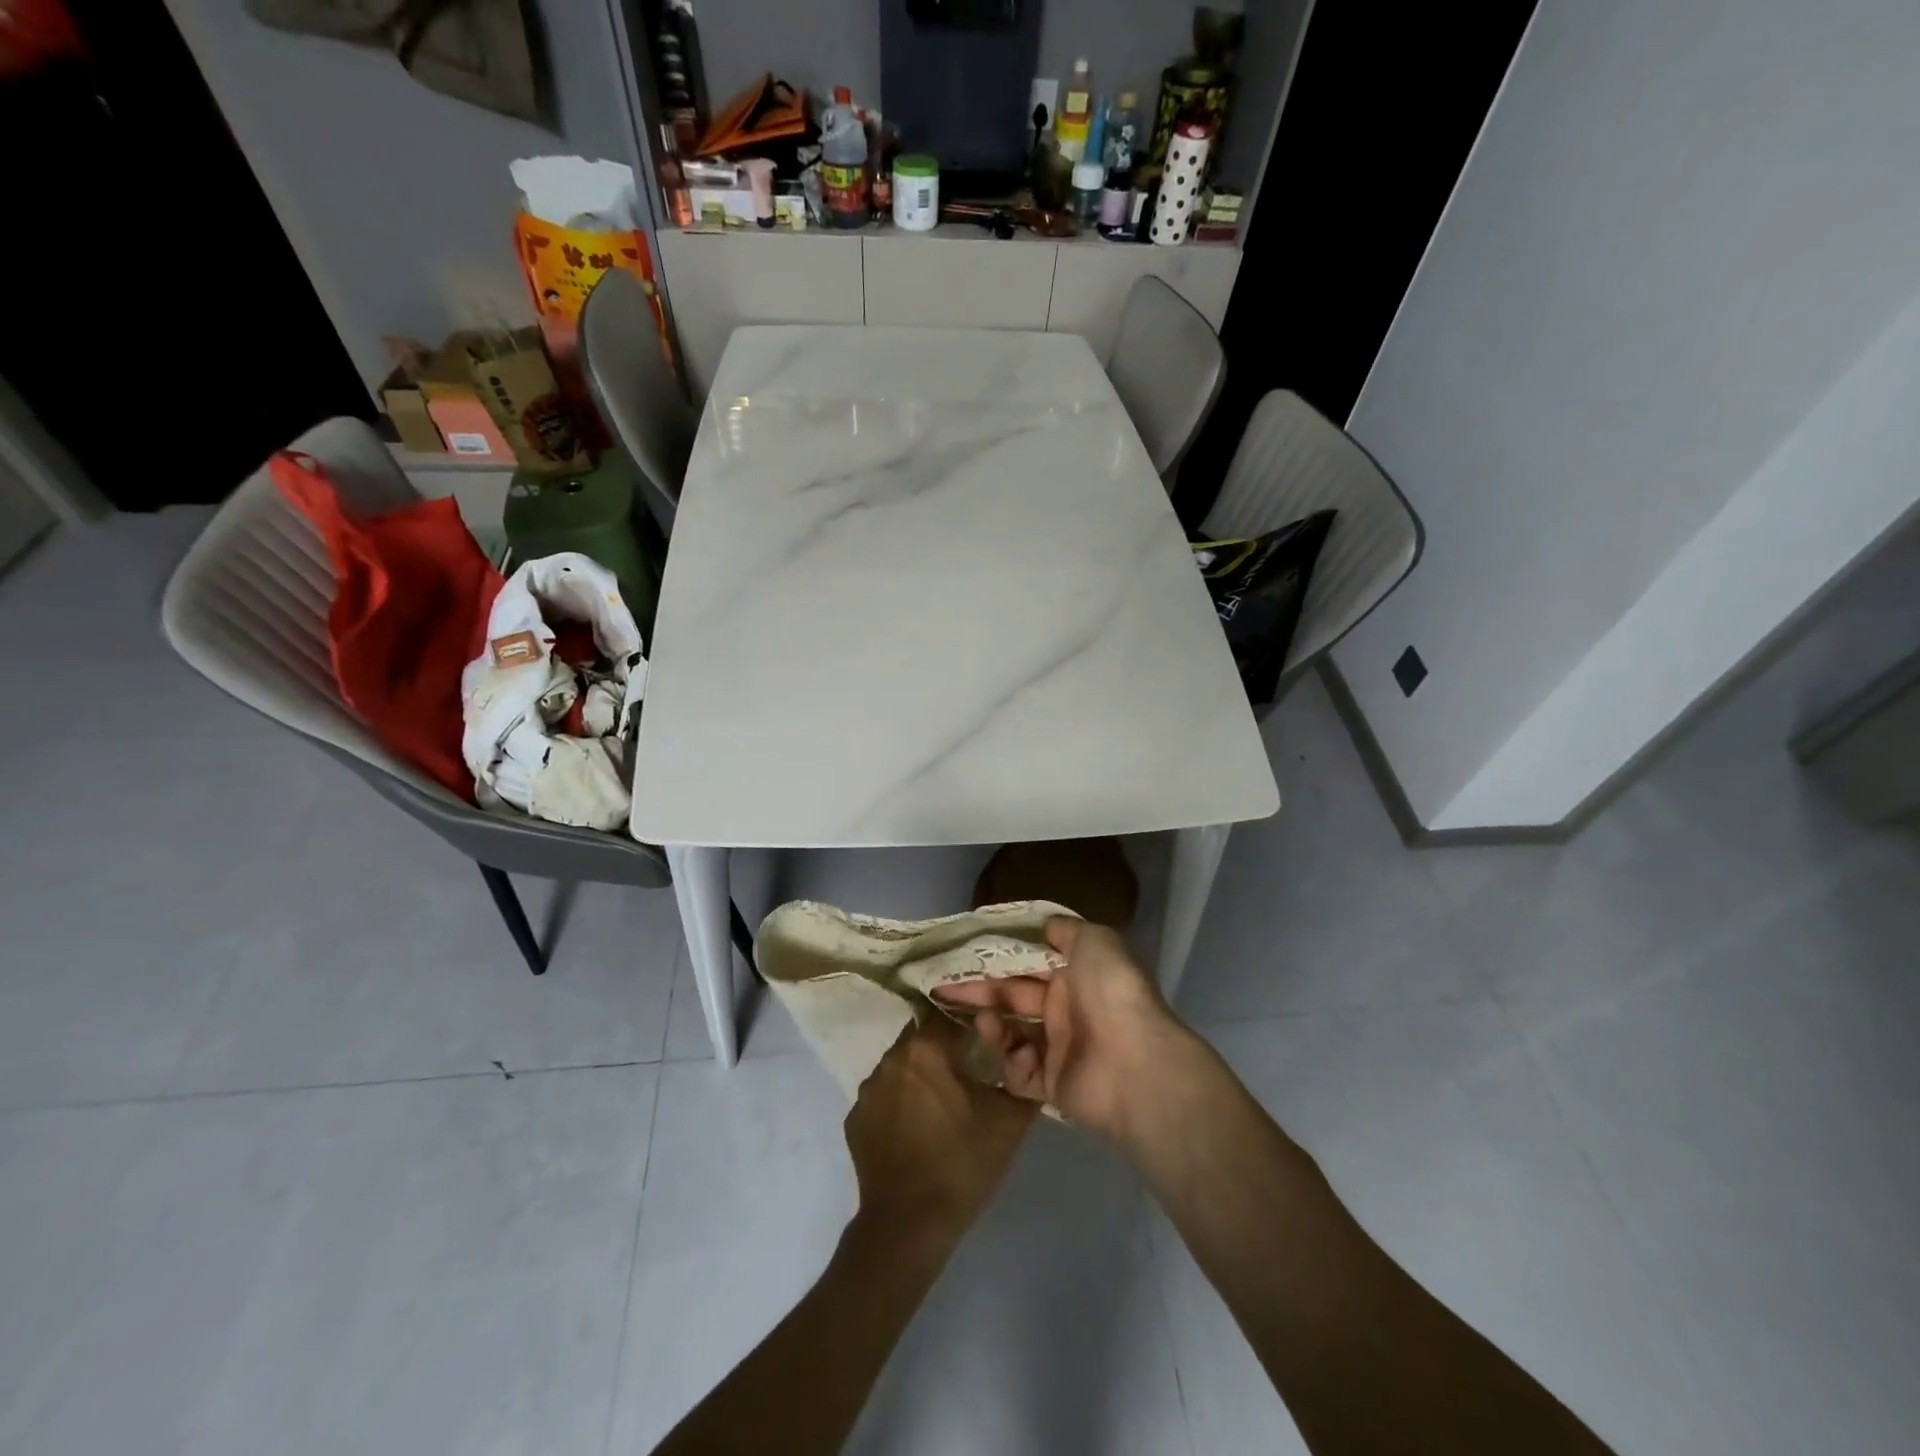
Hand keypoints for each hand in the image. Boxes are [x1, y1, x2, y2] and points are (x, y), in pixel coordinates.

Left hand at [844, 1018, 1035, 1240]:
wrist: (909, 1225)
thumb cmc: (962, 1163)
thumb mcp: (1010, 1121)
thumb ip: (1022, 1078)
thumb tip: (1027, 1057)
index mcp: (926, 1048)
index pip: (950, 1017)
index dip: (970, 1028)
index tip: (987, 1046)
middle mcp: (892, 1058)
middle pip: (922, 1038)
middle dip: (944, 1050)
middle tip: (968, 1075)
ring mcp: (868, 1089)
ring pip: (901, 1067)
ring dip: (920, 1077)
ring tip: (942, 1106)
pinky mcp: (854, 1119)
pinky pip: (883, 1098)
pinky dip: (899, 1104)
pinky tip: (916, 1131)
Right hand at [932, 917, 1192, 1137]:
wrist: (1136, 1063)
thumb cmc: (1111, 992)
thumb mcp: (1095, 940)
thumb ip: (1066, 930)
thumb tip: (1044, 924)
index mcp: (1074, 974)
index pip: (1026, 962)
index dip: (996, 957)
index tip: (962, 954)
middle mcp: (1065, 1009)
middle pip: (1012, 996)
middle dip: (979, 990)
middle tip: (943, 987)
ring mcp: (1058, 1049)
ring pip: (1010, 1034)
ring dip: (993, 1026)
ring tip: (986, 1022)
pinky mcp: (1053, 1086)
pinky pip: (1021, 1074)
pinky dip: (1015, 1064)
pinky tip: (1022, 1056)